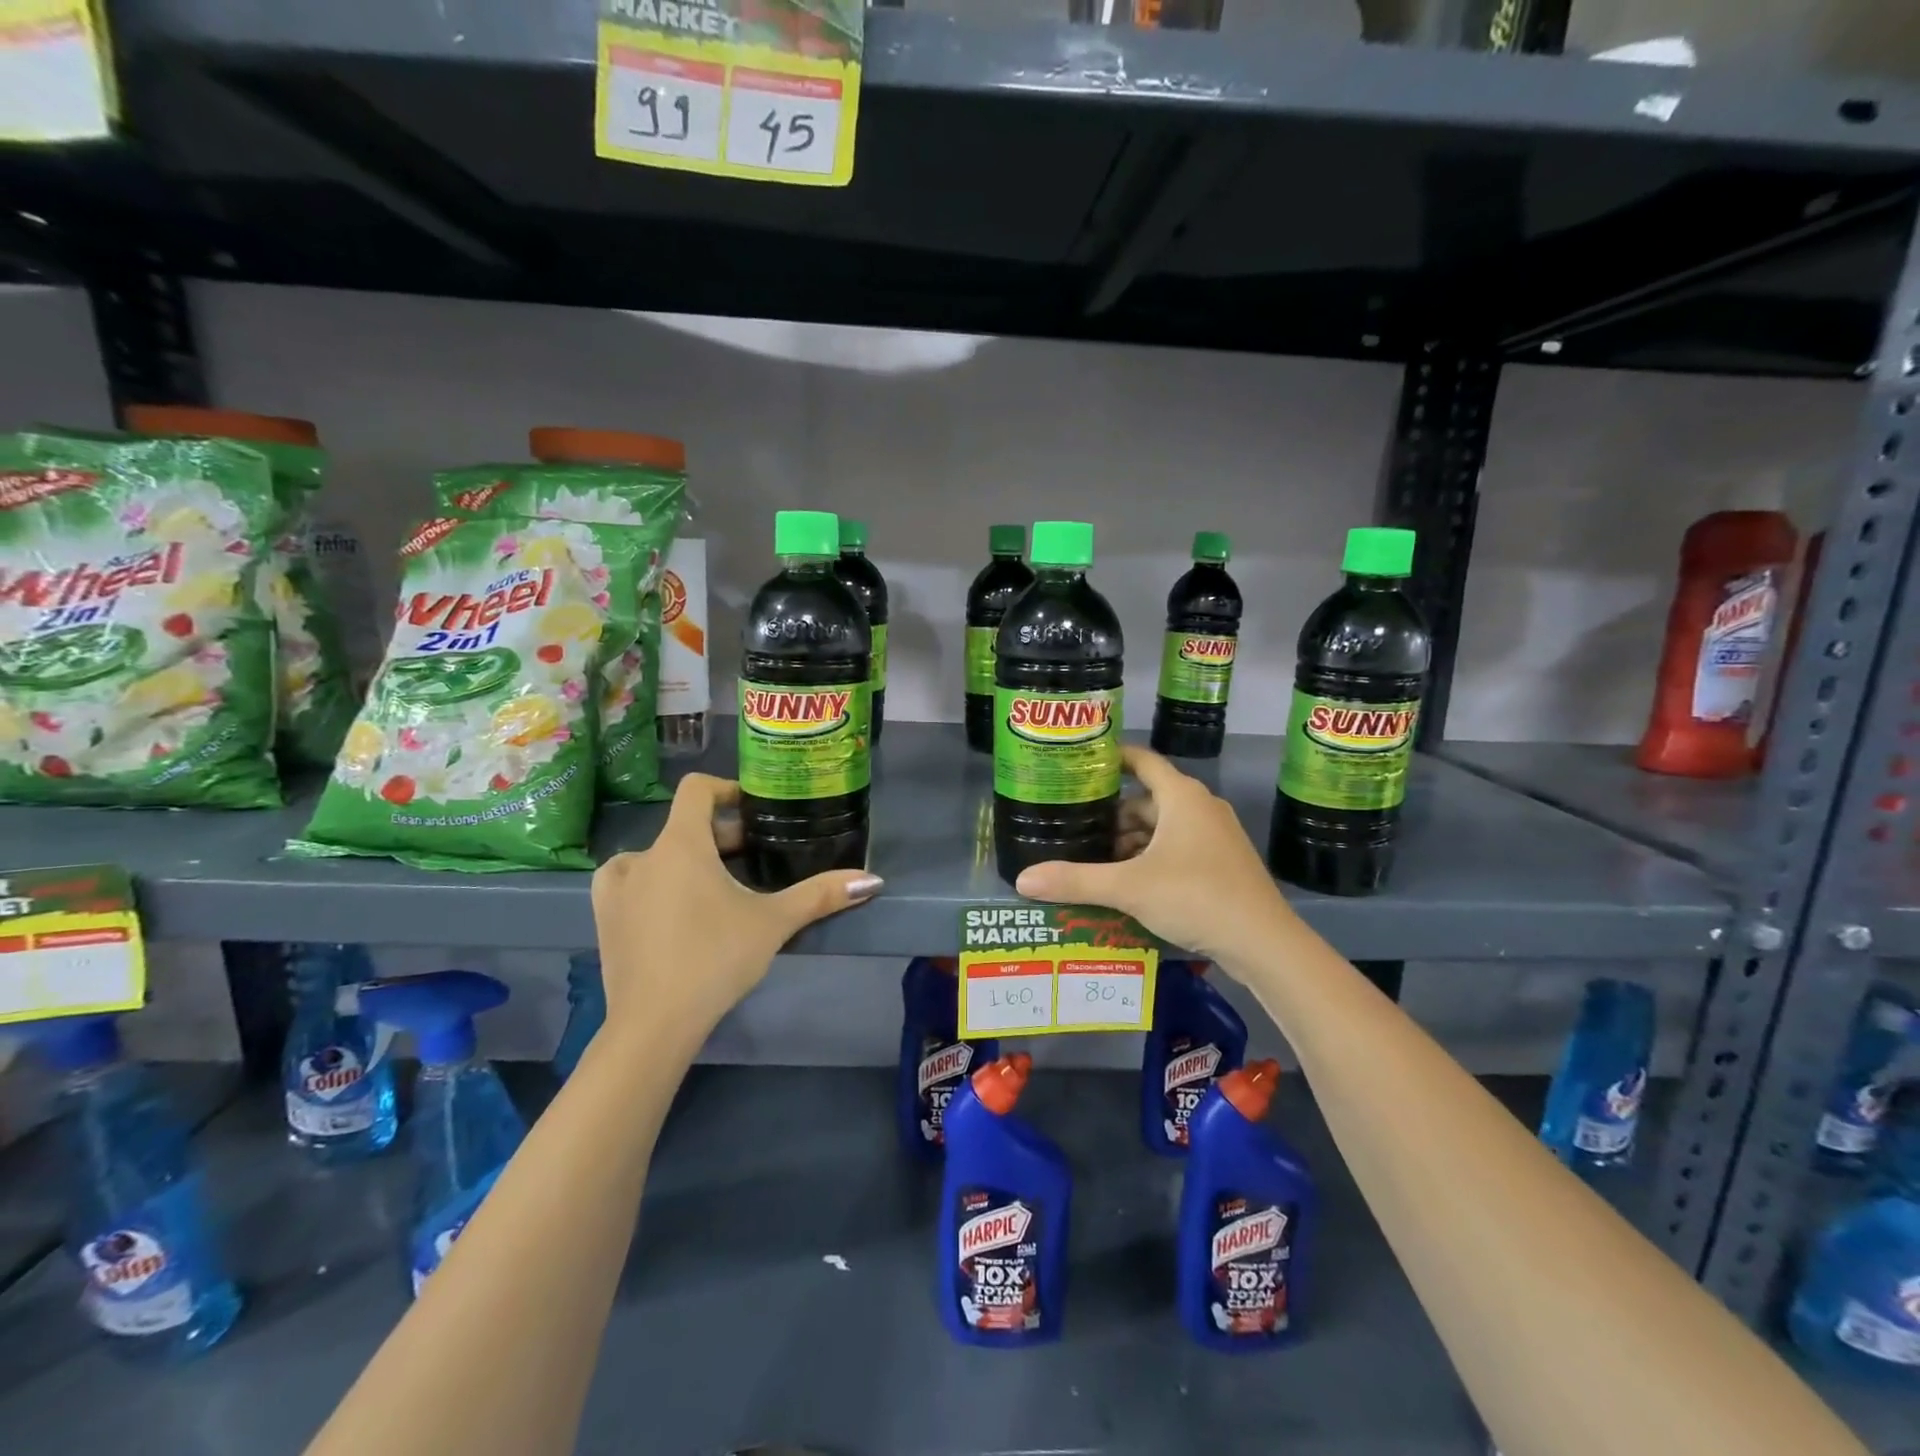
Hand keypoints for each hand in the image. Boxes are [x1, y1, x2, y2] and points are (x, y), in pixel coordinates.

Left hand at [590, 774, 881, 1043]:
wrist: (653, 1024)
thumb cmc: (715, 958)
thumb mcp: (774, 922)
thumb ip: (820, 895)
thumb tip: (872, 880)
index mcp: (680, 844)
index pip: (696, 789)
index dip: (726, 789)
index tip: (754, 808)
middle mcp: (642, 855)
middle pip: (684, 826)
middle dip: (720, 836)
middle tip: (754, 859)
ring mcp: (616, 888)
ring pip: (658, 855)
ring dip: (687, 860)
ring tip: (717, 886)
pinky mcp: (604, 918)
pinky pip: (632, 882)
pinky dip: (656, 884)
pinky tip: (674, 910)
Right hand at [1014, 745, 1292, 966]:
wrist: (1264, 943)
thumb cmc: (1196, 897)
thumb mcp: (1129, 887)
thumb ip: (1075, 880)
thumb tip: (1022, 879)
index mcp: (1182, 797)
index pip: (1141, 760)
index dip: (1111, 758)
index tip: (1080, 764)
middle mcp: (1201, 807)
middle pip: (1148, 799)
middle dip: (1112, 814)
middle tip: (1075, 827)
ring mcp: (1216, 836)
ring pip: (1163, 827)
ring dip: (1131, 840)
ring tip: (1095, 860)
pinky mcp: (1222, 863)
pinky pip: (1177, 848)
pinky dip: (1151, 857)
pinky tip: (1129, 883)